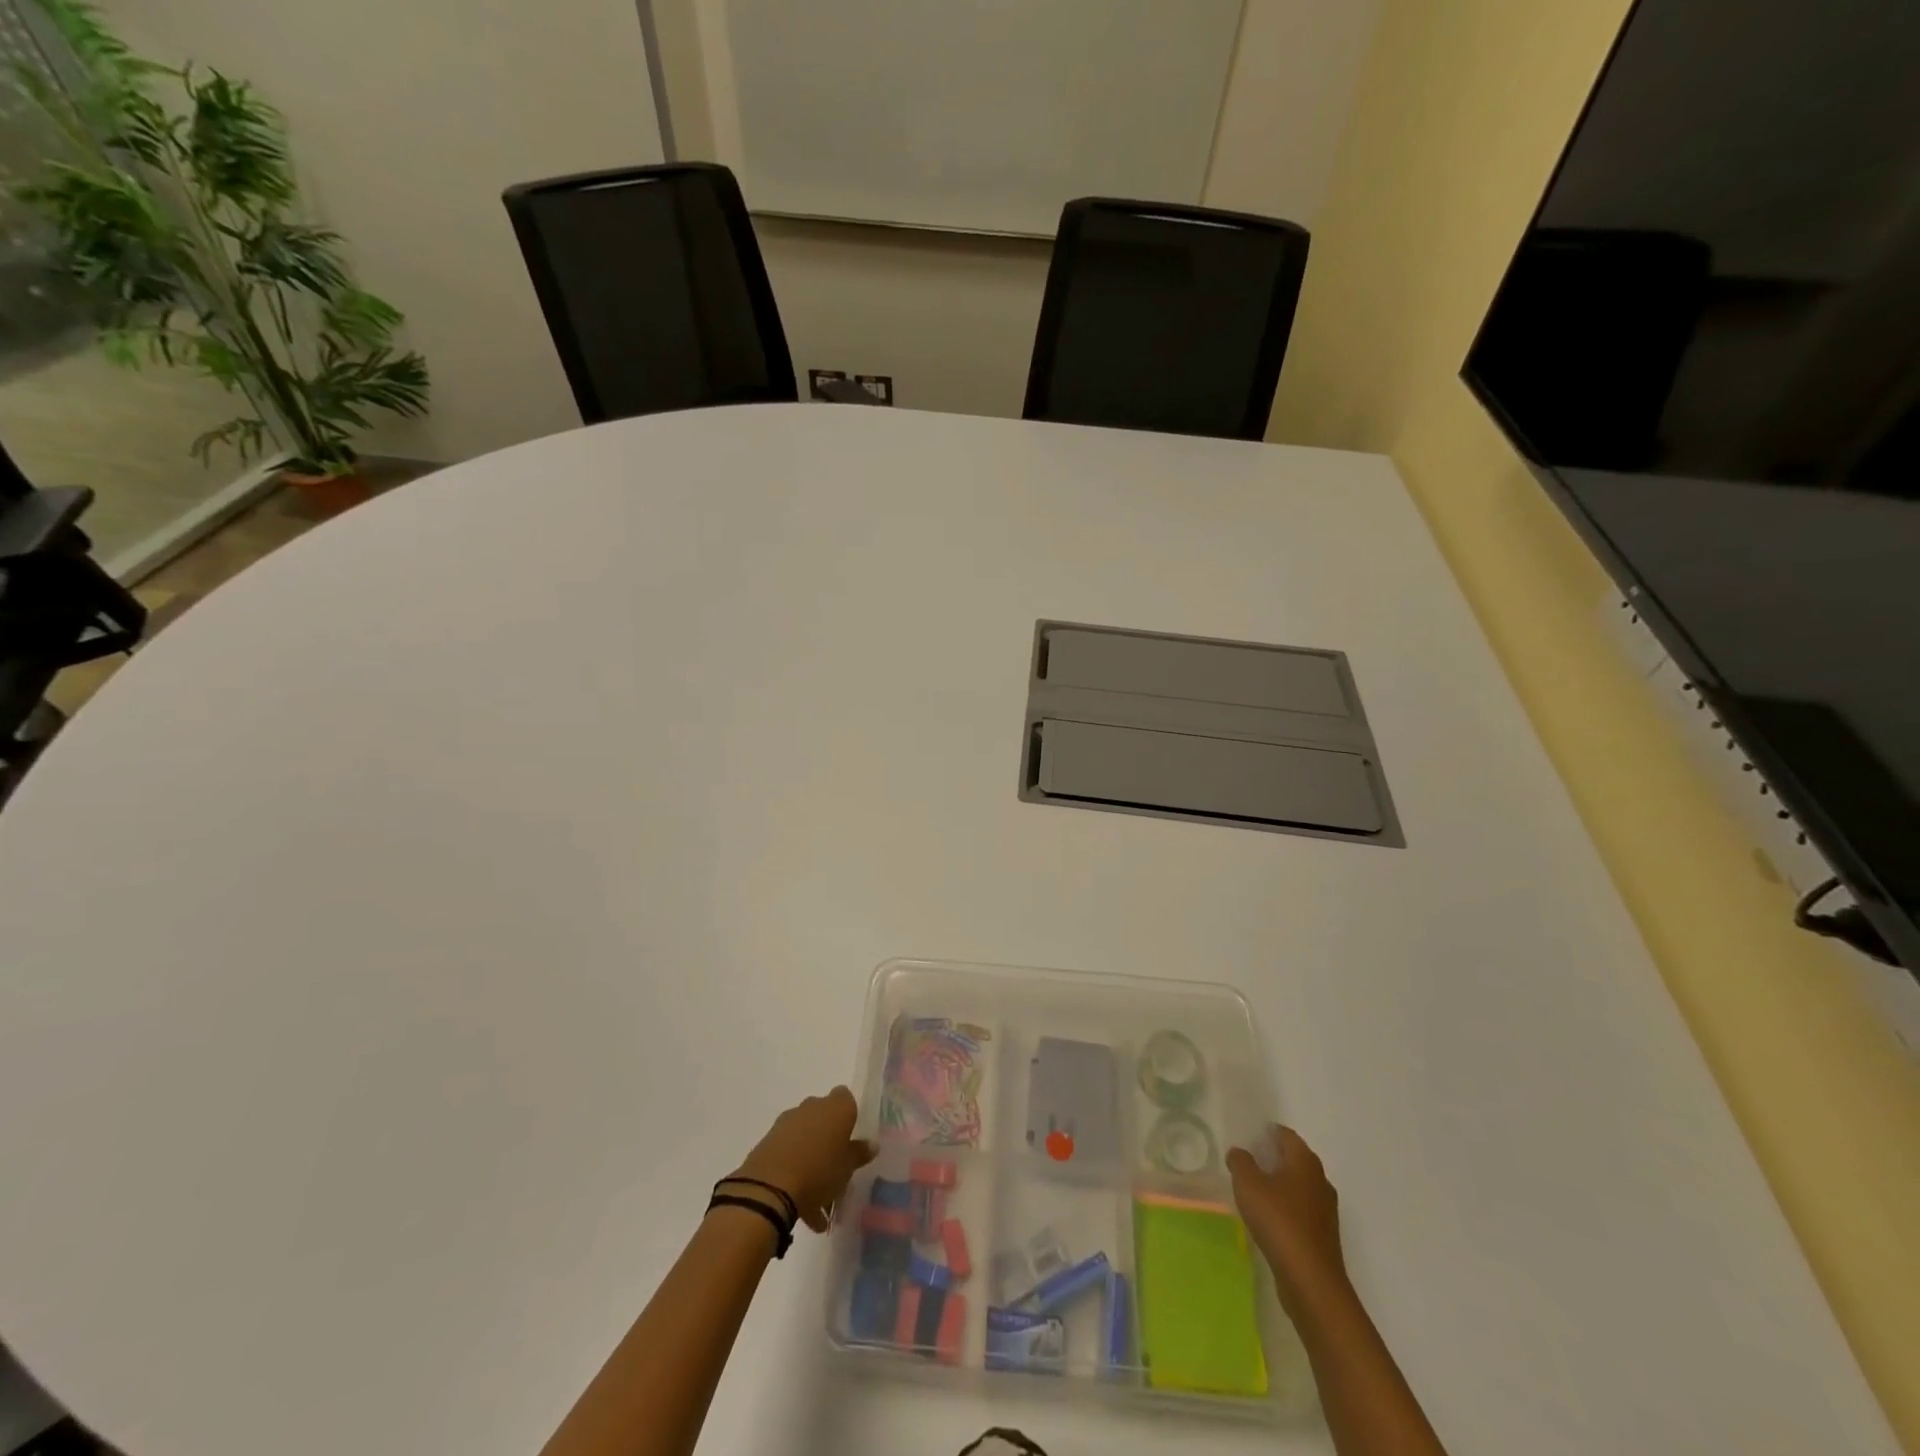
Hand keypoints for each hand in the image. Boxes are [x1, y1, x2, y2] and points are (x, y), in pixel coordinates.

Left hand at [729, 1086, 875, 1232]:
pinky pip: (789, 1155)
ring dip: (812, 1162)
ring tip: (820, 1202)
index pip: (846, 1098)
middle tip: (837, 1170)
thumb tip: (871, 1144)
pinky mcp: (768, 1142)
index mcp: (836, 1107)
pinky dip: (796, 1174)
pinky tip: (803, 1208)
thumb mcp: (848, 1167)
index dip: (849, 1116)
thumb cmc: (819, 1171)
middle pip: (825, 1119)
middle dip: (830, 1141)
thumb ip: (859, 1153)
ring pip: (806, 1139)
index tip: (850, 1139)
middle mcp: (812, 1107)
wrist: (769, 1188)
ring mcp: (787, 1123)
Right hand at [1227, 1125, 1349, 1312]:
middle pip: (1294, 1160)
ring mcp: (1325, 1211)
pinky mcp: (1323, 1236)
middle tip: (1247, 1161)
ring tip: (1253, 1190)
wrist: (1311, 1281)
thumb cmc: (1279, 1221)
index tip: (1248, 1137)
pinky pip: (1301, 1211)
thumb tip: (1239, 1152)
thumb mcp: (1248, 1184)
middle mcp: (1320, 1181)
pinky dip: (1285, 1208)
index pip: (1286, 1135)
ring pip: (1298, 1187)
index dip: (1267, 1132)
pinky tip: (1267, 1219)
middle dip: (1272, 1158)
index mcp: (1305, 1161)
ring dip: (1279, 1185)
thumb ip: (1240, 1162)